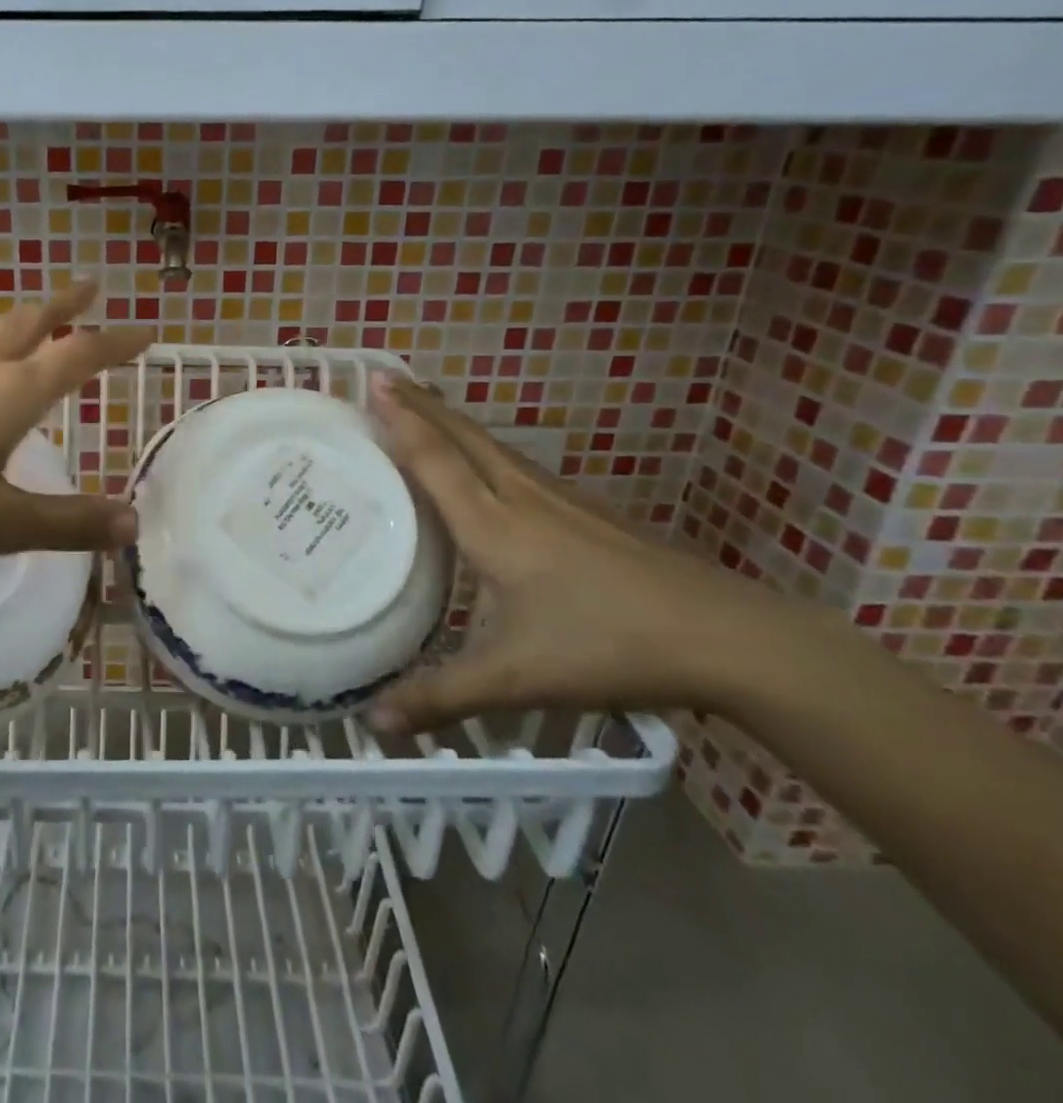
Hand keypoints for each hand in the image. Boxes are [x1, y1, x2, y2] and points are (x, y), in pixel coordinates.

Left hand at [0, 282, 152, 566]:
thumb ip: (67, 522)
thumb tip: (133, 522)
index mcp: (9, 393)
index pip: (77, 354)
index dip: (116, 341)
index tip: (148, 330)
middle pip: (29, 321)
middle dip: (65, 303)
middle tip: (92, 285)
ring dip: (25, 318)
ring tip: (40, 317)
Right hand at [366, 376, 818, 731]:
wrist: (731, 639)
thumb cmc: (609, 646)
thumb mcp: (515, 678)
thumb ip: (440, 697)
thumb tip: (371, 723)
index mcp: (495, 527)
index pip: (437, 460)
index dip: (403, 420)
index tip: (374, 382)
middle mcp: (523, 499)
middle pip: (465, 437)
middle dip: (423, 404)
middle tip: (387, 379)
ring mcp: (563, 502)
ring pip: (496, 447)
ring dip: (455, 422)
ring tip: (427, 408)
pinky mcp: (591, 514)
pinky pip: (520, 465)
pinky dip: (487, 449)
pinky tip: (491, 466)